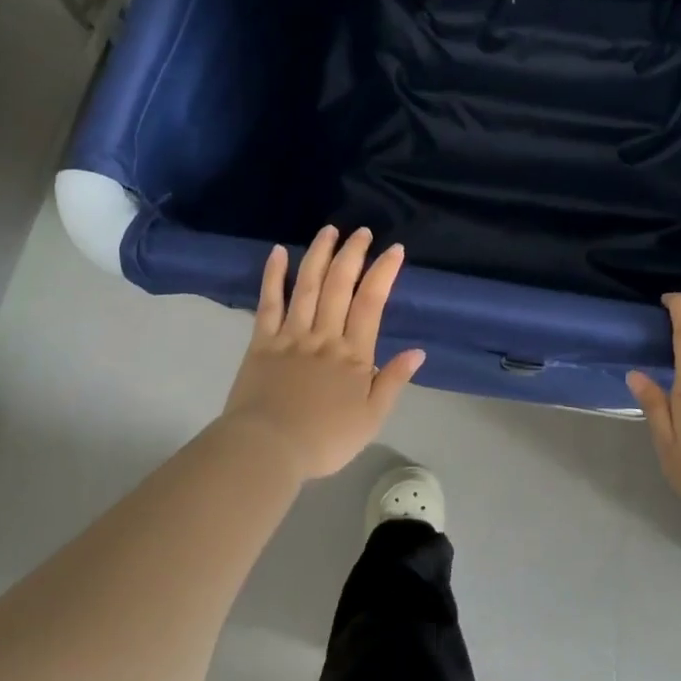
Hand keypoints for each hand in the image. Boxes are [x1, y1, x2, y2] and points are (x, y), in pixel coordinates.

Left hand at [219, 225, 425, 481]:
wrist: (268, 449)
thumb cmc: (325, 439)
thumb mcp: (372, 418)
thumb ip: (393, 381)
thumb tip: (418, 352)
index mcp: (353, 353)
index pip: (372, 302)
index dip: (384, 272)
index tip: (395, 250)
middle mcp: (324, 335)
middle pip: (339, 285)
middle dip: (353, 254)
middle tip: (362, 231)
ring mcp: (291, 335)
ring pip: (307, 285)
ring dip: (319, 254)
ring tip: (329, 231)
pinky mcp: (262, 341)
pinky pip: (269, 302)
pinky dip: (273, 275)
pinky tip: (278, 252)